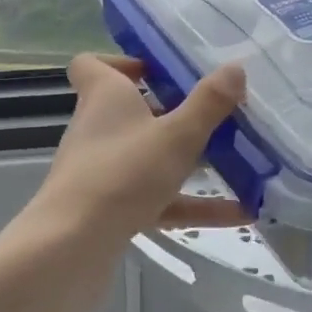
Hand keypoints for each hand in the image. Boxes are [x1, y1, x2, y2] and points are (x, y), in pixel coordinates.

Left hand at [25, 54, 248, 256]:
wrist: (72, 249)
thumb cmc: (122, 174)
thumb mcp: (176, 135)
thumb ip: (208, 103)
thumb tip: (235, 67)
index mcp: (104, 97)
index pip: (92, 65)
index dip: (123, 63)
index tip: (161, 71)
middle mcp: (98, 128)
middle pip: (132, 111)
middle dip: (174, 113)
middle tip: (216, 114)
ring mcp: (103, 171)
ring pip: (149, 158)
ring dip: (189, 161)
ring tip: (239, 162)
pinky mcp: (110, 210)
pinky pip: (158, 199)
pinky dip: (193, 204)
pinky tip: (239, 214)